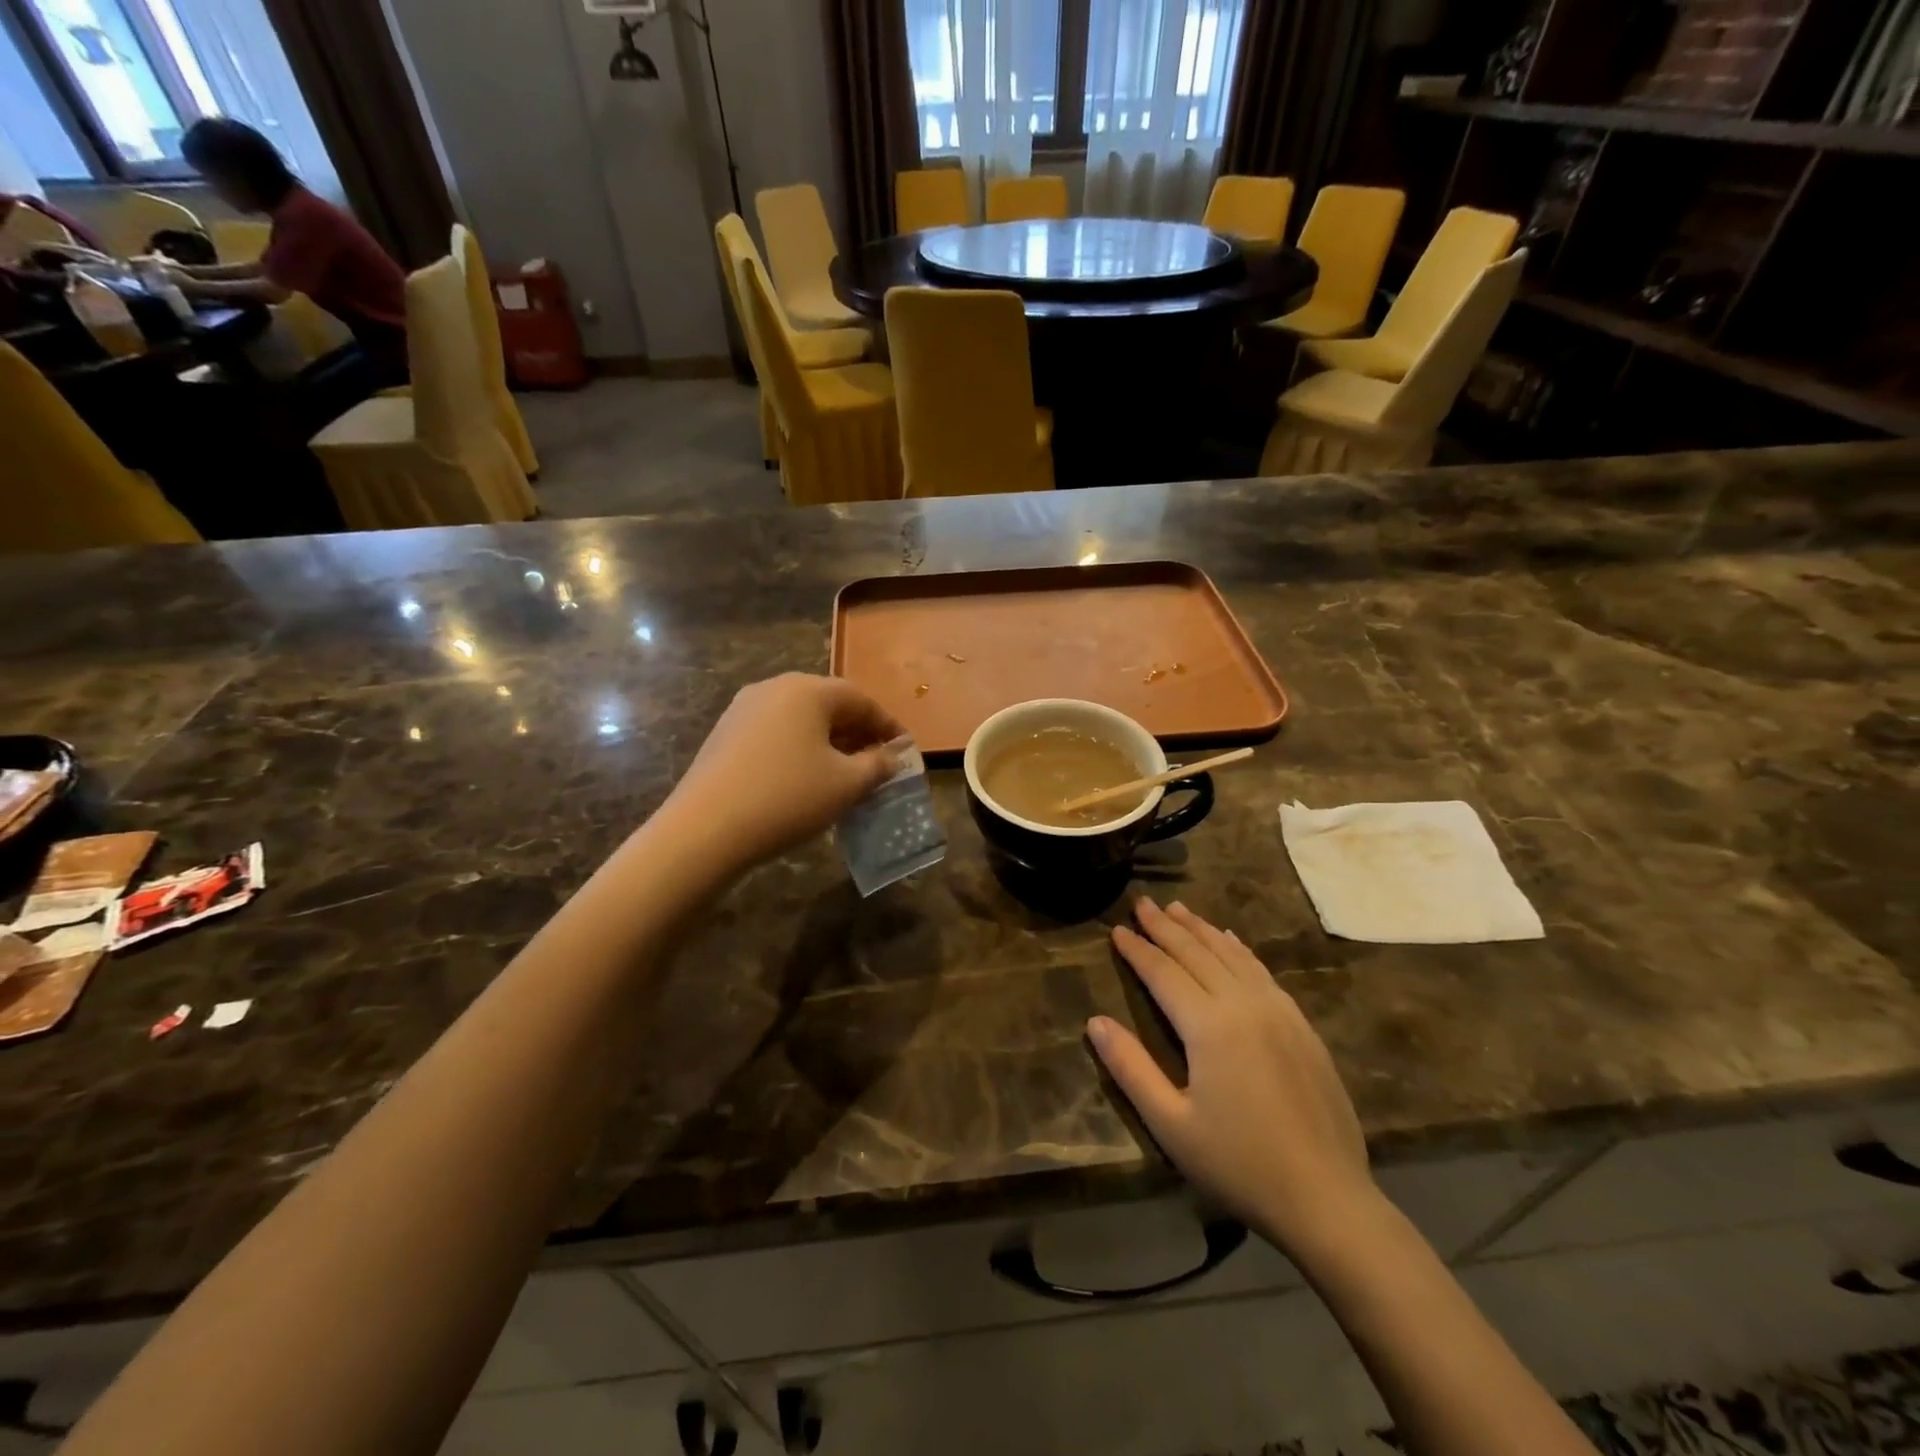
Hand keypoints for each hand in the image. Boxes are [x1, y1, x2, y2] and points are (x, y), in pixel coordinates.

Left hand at [668, 673, 902, 871]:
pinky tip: (804, 778)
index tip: (904, 750)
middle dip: (857, 732)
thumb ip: (877, 766)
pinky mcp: (725, 733)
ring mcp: (744, 708)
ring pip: (800, 718)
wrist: (704, 829)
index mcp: (809, 690)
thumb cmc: (788, 798)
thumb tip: (891, 756)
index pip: (861, 700)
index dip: (888, 725)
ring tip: (844, 772)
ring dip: (828, 741)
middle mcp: (775, 687)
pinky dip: (799, 748)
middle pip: (829, 704)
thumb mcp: (846, 785)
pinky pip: (775, 732)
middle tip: (877, 761)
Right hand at [1088, 899, 1378, 1257]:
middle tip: (1142, 902)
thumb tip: (1094, 1021)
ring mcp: (1278, 1012)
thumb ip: (1130, 1067)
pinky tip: (1230, 941)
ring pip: (1232, 955)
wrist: (1328, 1200)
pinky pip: (1262, 972)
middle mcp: (1244, 1004)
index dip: (1137, 949)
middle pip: (1197, 953)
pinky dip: (1239, 949)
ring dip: (1202, 929)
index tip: (1116, 930)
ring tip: (1179, 909)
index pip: (1163, 972)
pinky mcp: (1302, 1026)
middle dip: (1166, 926)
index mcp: (1209, 1026)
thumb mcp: (1171, 1124)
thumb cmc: (1239, 1165)